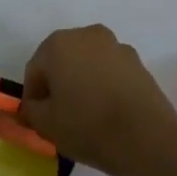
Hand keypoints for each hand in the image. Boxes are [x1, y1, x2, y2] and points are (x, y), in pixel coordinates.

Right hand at [17, 25, 176, 175]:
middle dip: (58, 84)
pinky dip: (104, 86)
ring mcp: (117, 47)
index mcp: (58, 44)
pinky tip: (107, 112)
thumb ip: (30, 110)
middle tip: (58, 114)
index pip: (35, 70)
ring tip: (86, 114)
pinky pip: (111, 73)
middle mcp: (87, 35)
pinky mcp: (139, 64)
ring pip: (88, 65)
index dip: (33, 96)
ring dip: (82, 83)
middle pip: (62, 61)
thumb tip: (32, 107)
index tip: (37, 119)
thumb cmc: (87, 126)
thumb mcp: (45, 124)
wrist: (147, 140)